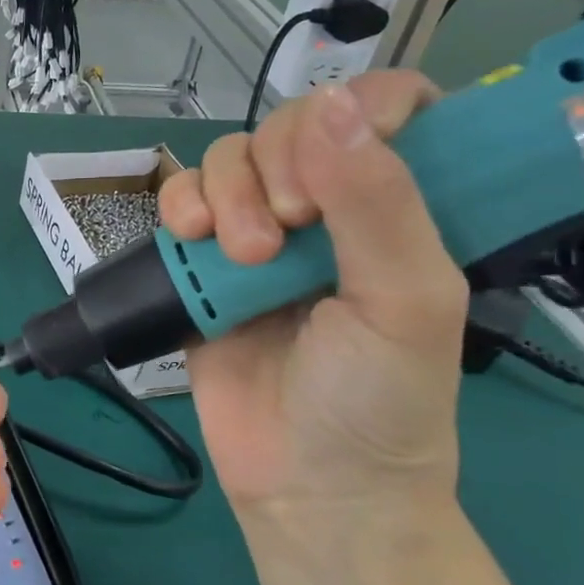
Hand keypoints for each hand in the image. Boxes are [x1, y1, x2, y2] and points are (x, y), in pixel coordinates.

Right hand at [158, 72, 467, 515]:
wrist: (305, 484)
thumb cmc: (378, 398)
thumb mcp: (404, 301)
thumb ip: (377, 201)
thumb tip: (332, 100)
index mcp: (399, 206)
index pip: (387, 106)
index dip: (359, 108)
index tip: (338, 157)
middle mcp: (327, 208)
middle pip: (288, 124)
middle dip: (277, 164)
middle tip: (286, 230)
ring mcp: (259, 233)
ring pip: (228, 158)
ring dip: (226, 192)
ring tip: (242, 256)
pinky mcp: (203, 263)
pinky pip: (180, 200)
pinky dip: (179, 205)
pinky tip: (190, 238)